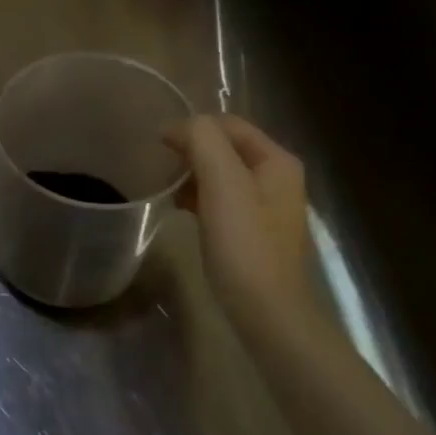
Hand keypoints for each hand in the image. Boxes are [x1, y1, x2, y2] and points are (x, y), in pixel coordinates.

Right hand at [166, 115, 331, 352]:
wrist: (266, 310)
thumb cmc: (244, 243)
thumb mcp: (222, 182)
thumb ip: (201, 141)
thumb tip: (175, 128)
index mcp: (277, 160)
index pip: (228, 124)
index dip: (192, 127)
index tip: (157, 145)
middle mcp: (278, 178)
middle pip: (226, 148)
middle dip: (191, 152)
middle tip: (160, 167)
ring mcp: (267, 207)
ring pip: (221, 175)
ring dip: (192, 175)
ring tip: (166, 188)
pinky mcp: (253, 232)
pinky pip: (221, 200)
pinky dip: (199, 198)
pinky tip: (181, 211)